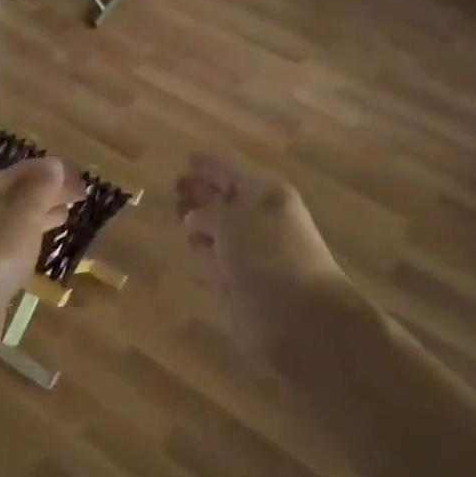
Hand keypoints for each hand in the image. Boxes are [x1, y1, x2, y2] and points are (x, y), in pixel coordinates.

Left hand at [0, 157, 83, 378]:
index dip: (56, 172)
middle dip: (49, 193)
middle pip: (20, 194)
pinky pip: (11, 247)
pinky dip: (30, 242)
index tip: (83, 181)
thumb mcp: (23, 212)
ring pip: (16, 221)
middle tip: (80, 197)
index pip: (27, 170)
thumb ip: (40, 188)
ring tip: (65, 217)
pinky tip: (40, 250)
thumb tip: (53, 165)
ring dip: (40, 216)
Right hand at [175, 153, 351, 354]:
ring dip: (201, 225)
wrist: (299, 318)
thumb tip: (194, 217)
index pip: (231, 174)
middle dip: (201, 194)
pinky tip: (191, 247)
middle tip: (176, 188)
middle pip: (224, 202)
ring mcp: (252, 255)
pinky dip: (205, 256)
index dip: (209, 168)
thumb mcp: (231, 221)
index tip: (188, 158)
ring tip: (178, 212)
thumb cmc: (267, 255)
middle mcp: (260, 222)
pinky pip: (217, 261)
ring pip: (219, 233)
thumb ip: (207, 213)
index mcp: (266, 196)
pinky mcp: (242, 285)